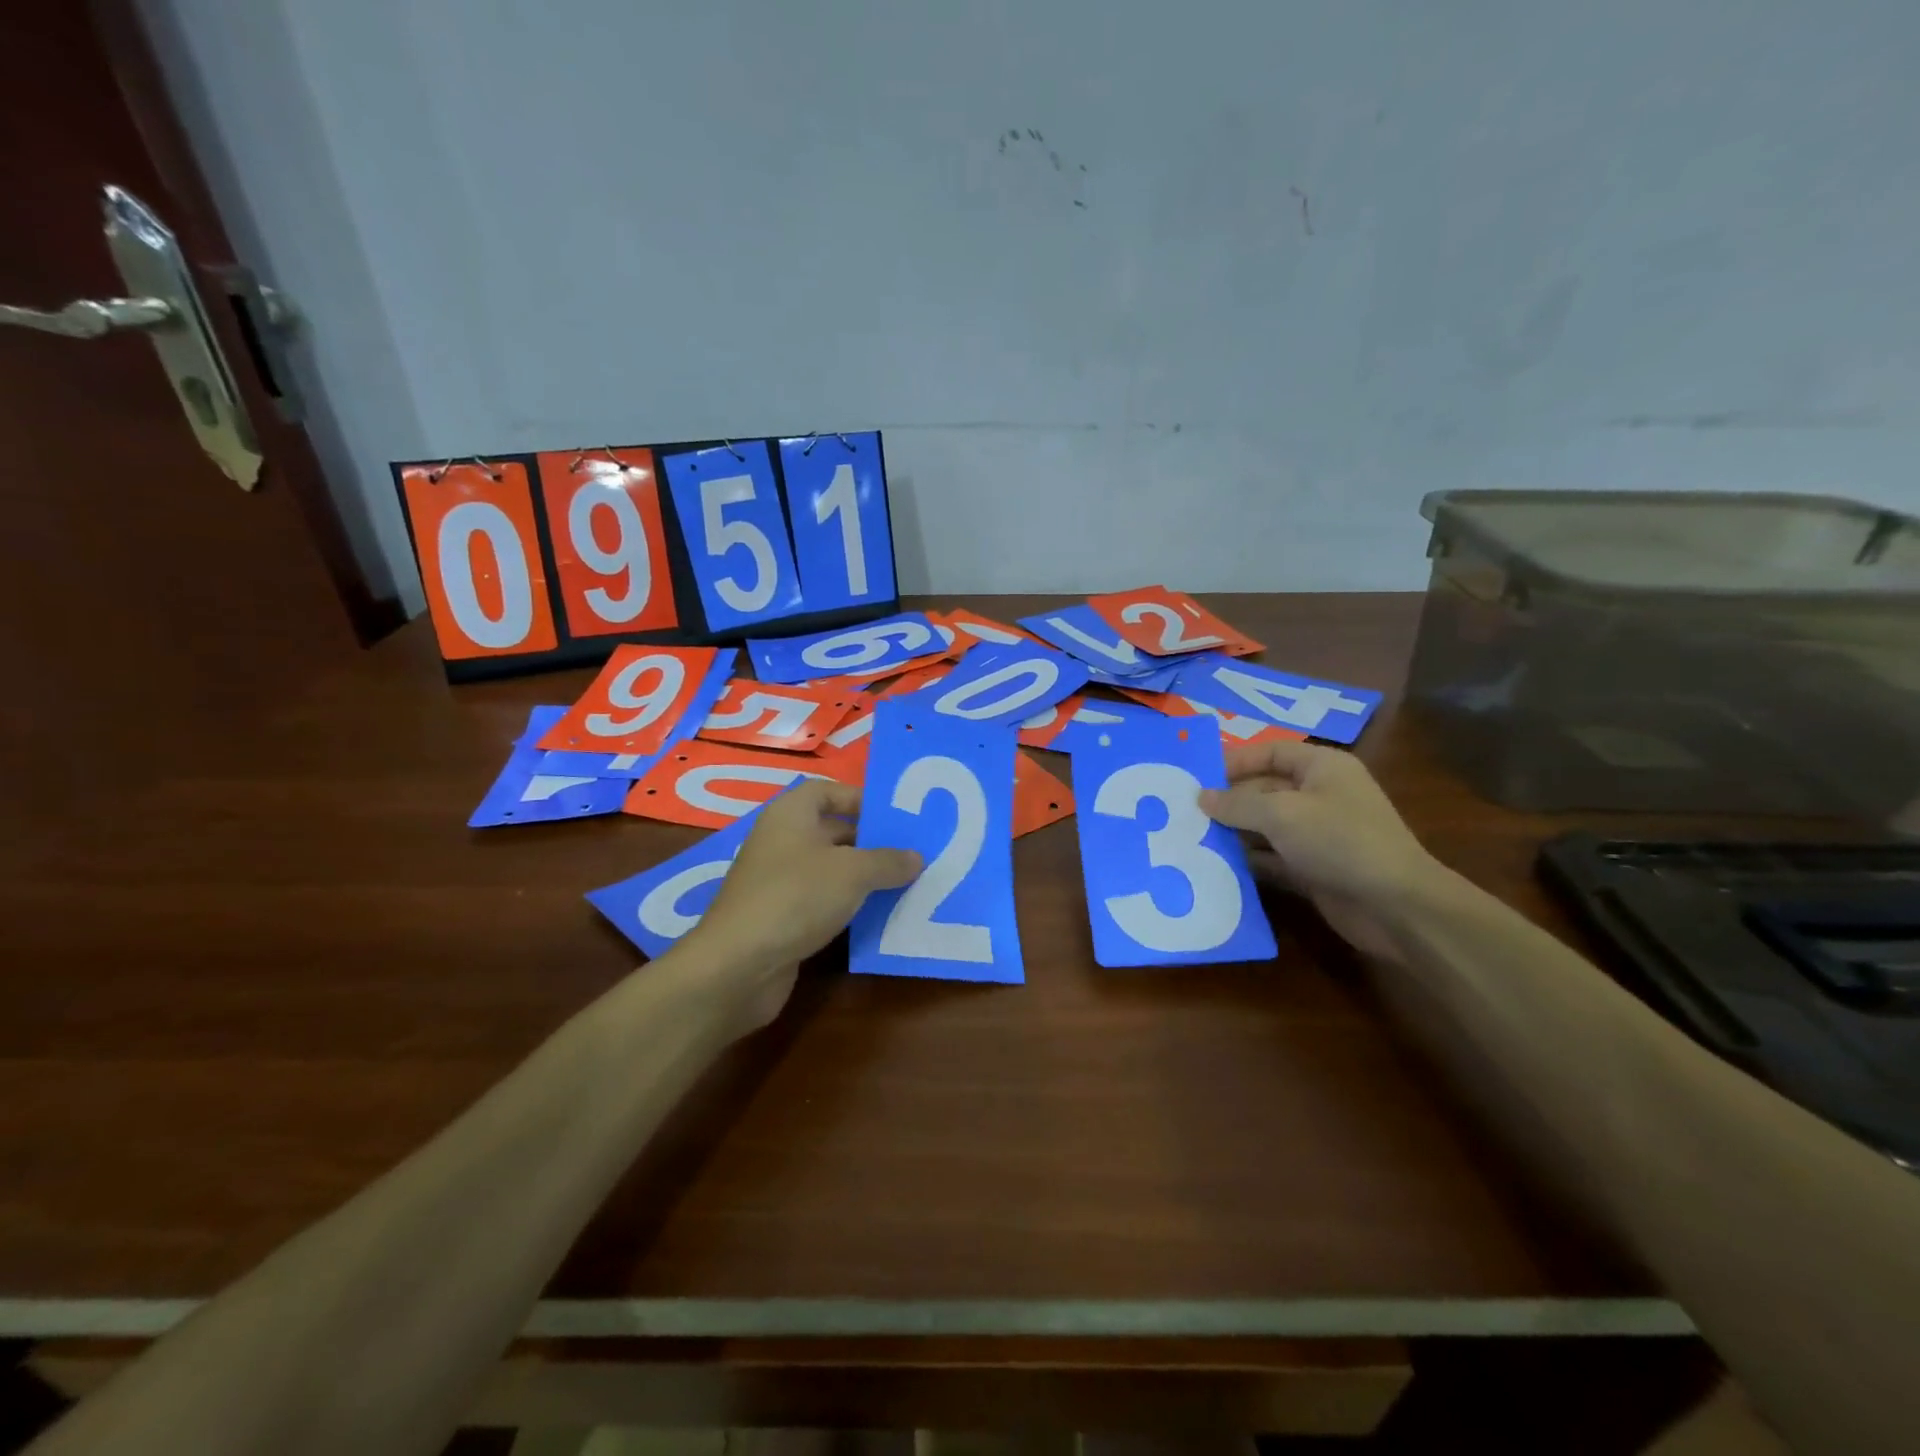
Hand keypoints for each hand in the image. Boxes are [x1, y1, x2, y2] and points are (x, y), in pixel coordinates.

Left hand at [684, 781, 921, 1026]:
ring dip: (862, 877)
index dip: (859, 799)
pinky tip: (877, 917)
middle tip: (911, 853)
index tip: (894, 817)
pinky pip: (821, 902)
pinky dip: (847, 906)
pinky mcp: (780, 918)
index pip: (826, 792)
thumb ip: (888, 861)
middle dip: (870, 842)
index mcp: (790, 815)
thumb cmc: (796, 897)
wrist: (739, 966)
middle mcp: (780, 842)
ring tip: (905, 883)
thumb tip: (915, 857)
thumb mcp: (853, 872)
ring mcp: (777, 882)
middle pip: (831, 831)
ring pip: (828, 870)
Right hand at [1198, 739, 1444, 961]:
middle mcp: (1320, 796)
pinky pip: (1272, 858)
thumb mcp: (1281, 814)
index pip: (1270, 752)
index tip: (1197, 777)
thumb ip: (1237, 804)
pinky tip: (1215, 866)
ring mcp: (1318, 835)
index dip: (1235, 761)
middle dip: (1228, 801)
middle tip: (1185, 812)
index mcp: (1322, 768)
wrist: (1395, 906)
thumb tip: (1201, 798)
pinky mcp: (1313, 869)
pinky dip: (1248, 861)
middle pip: (1264, 790)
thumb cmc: (1339, 841)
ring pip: (1265, 826)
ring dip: (1233, 833)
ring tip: (1191, 838)